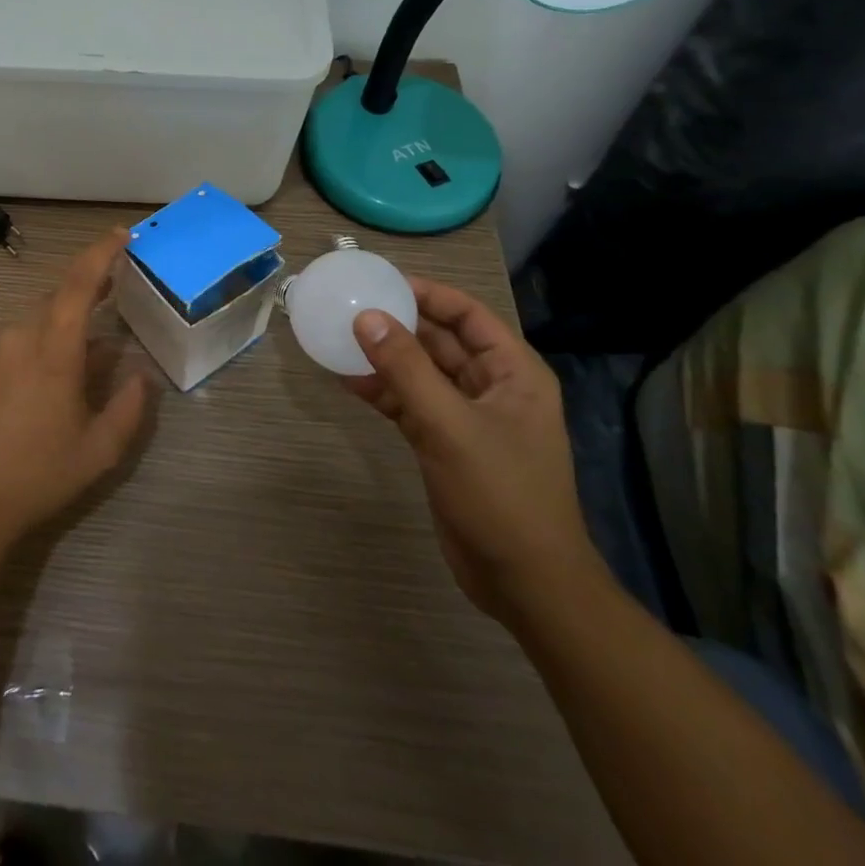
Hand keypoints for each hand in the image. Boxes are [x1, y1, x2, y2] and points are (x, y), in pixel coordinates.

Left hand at [0, 227, 151, 549]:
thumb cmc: (37, 474)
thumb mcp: (99, 450)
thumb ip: (129, 407)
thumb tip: (142, 375)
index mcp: (53, 347)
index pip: (79, 283)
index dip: (101, 253)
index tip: (121, 234)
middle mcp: (20, 336)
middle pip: (58, 296)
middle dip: (88, 286)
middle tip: (116, 287)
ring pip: (38, 317)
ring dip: (66, 318)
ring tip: (92, 342)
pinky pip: (20, 336)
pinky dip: (45, 337)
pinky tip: (57, 371)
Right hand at [346, 278, 605, 628]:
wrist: (524, 583)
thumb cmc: (500, 494)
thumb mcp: (449, 425)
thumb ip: (405, 368)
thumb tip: (365, 317)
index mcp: (513, 372)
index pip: (467, 314)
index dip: (427, 294)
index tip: (380, 282)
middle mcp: (492, 387)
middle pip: (441, 340)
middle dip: (399, 324)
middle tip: (350, 307)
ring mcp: (468, 417)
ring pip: (421, 372)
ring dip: (386, 358)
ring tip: (340, 339)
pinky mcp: (446, 444)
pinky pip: (411, 403)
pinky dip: (383, 392)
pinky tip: (348, 381)